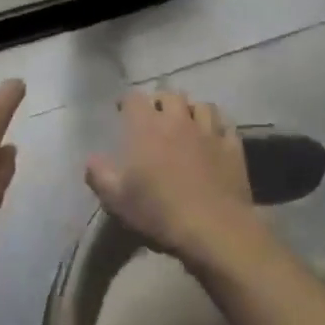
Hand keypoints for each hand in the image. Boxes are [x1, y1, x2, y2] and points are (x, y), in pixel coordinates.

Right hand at [85, 90, 267, 272]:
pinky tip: (214, 138)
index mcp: (147, 127)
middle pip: (170, 95)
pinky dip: (218, 128)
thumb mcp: (117, 199)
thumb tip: (90, 159)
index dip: (127, 102)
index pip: (134, 98)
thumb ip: (99, 175)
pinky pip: (226, 126)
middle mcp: (178, 121)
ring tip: (187, 123)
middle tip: (155, 116)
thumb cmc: (159, 212)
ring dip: (191, 110)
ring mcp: (209, 132)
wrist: (213, 229)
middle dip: (161, 101)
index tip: (122, 111)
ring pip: (202, 106)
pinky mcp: (233, 147)